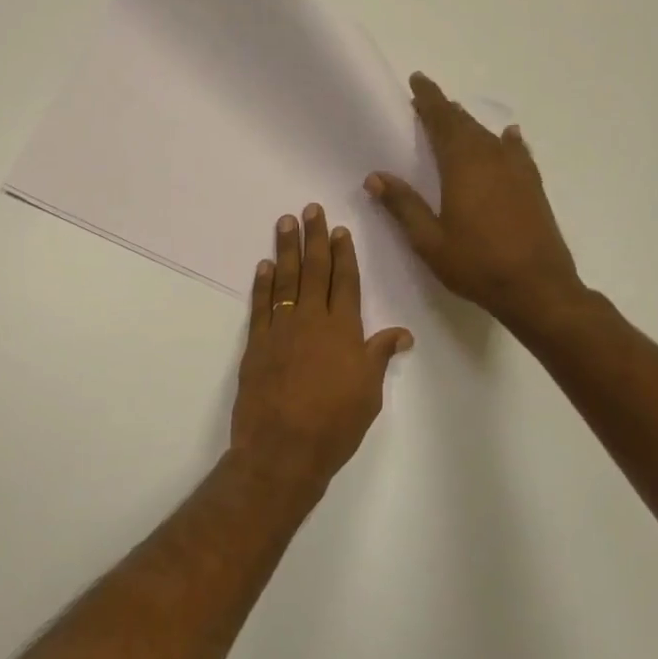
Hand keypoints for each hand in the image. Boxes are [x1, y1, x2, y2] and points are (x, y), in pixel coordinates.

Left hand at [230, 206, 413, 488]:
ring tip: (285, 223)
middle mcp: (312, 322)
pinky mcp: (256, 344)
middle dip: (314, 238)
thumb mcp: (368, 393)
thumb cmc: (334, 425)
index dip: (344, 255)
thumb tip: (401, 333)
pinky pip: (260, 305)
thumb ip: (378, 357)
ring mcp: (281, 330)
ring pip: (285, 280)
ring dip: (286, 250)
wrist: (283, 448)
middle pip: (315, 271)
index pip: (346, 282)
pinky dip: (262, 284)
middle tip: (310, 210)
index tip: (340, 230)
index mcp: (344, 331)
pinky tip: (264, 266)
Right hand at [366, 72, 585, 323]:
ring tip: (456, 119)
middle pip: (466, 124)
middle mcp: (492, 159)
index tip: (417, 80)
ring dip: (470, 125)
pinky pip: (516, 152)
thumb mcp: (429, 240)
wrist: (537, 287)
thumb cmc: (476, 264)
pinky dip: (506, 141)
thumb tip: (375, 176)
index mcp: (463, 166)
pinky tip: (508, 137)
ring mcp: (517, 172)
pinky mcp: (532, 187)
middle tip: (427, 101)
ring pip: (490, 136)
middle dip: (446, 109)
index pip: (443, 121)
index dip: (429, 100)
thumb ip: (403, 206)